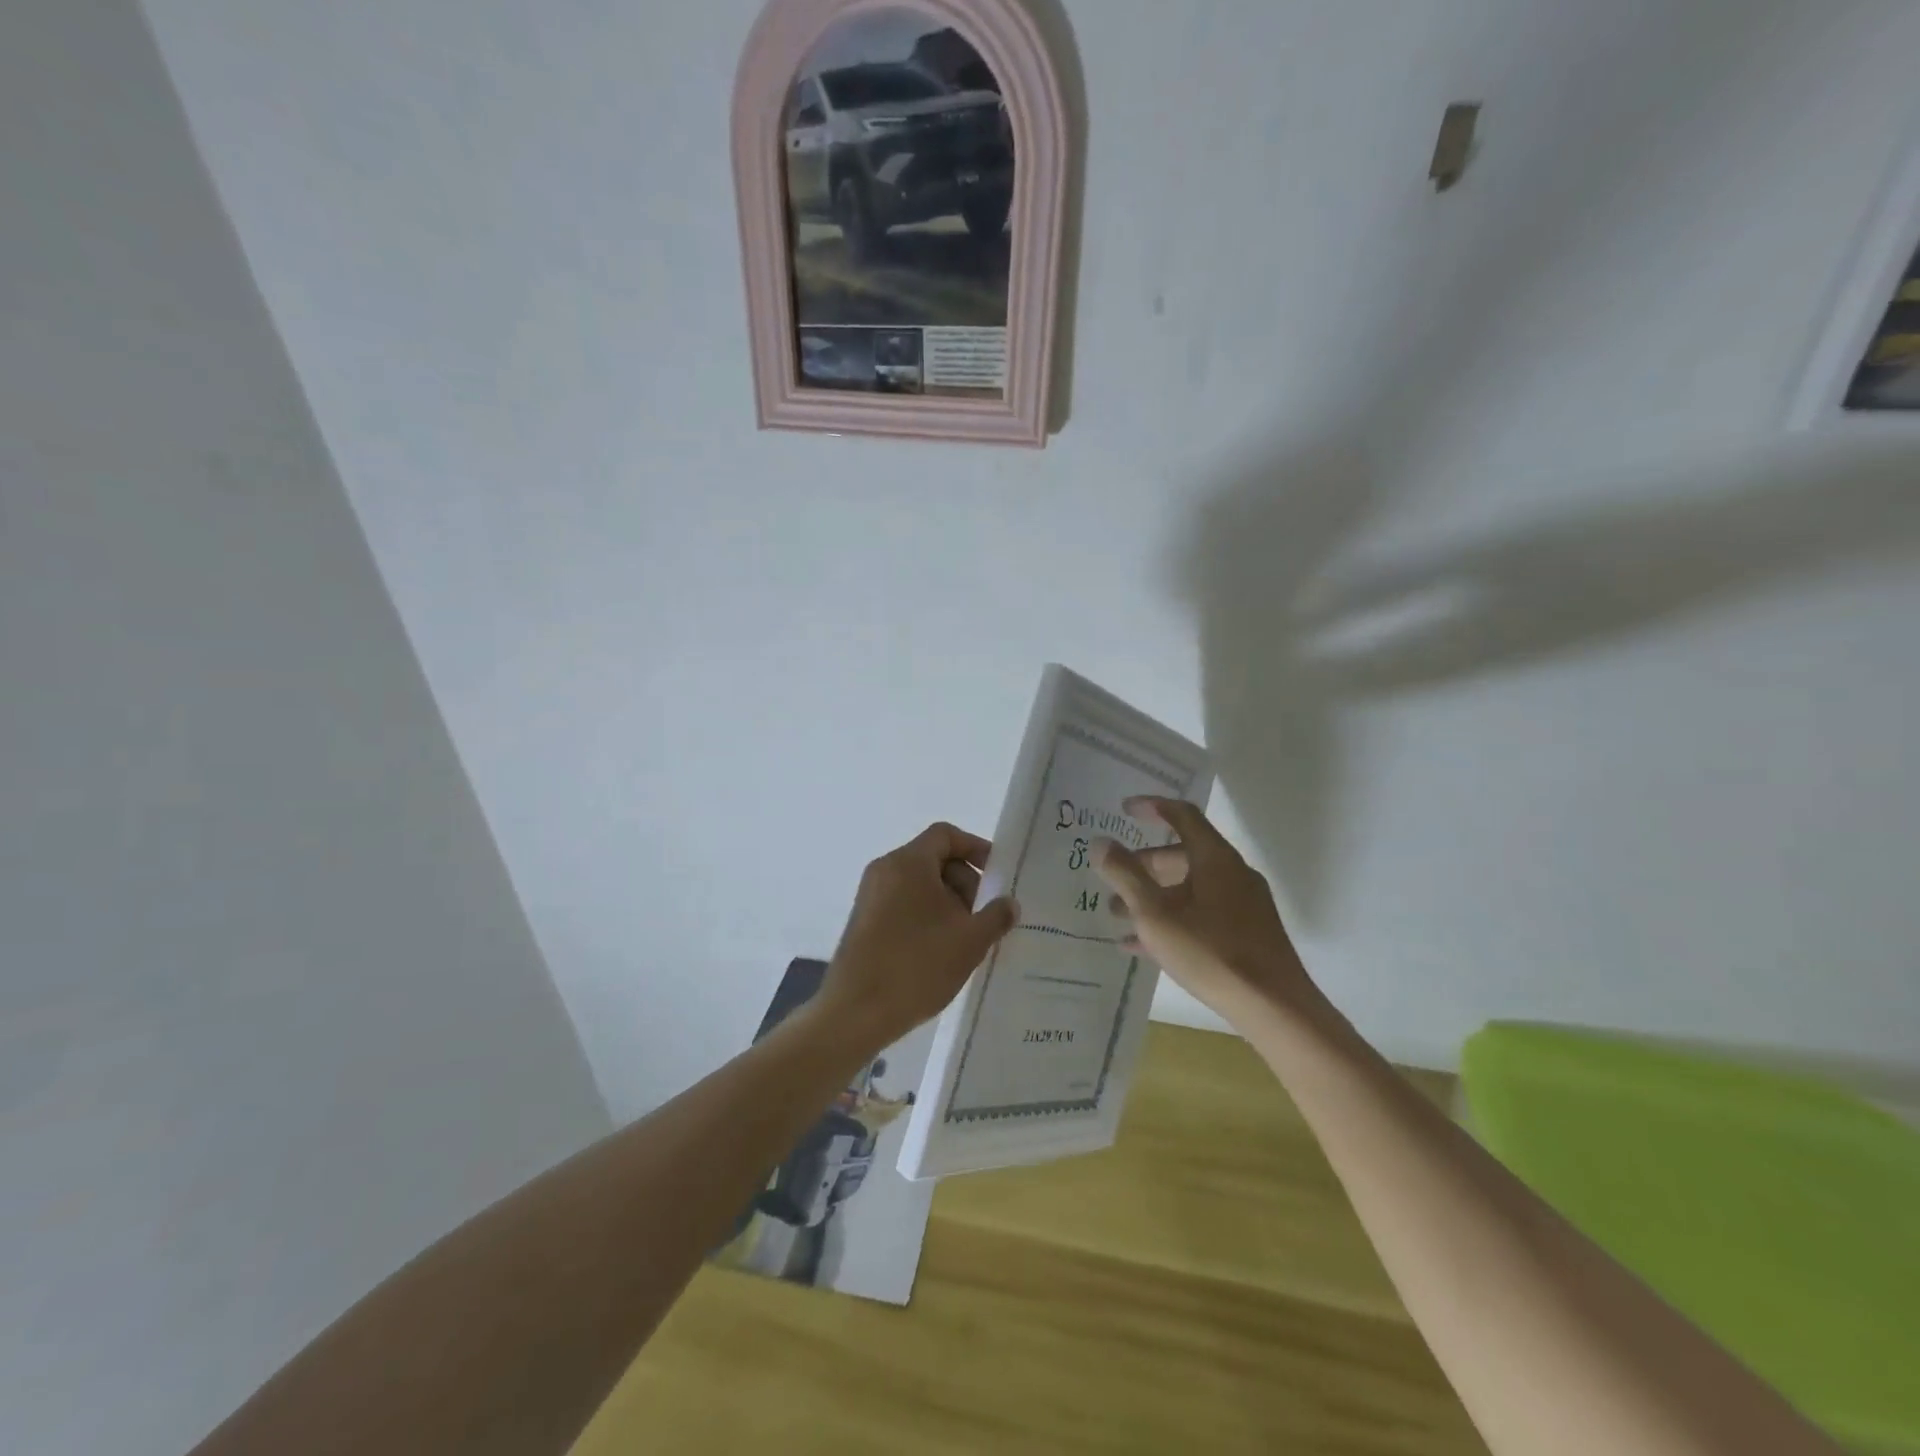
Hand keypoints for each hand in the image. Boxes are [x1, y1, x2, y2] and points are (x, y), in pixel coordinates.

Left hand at [818, 822, 1018, 1050]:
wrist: (855, 1012)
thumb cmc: (916, 966)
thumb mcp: (970, 941)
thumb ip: (996, 916)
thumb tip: (1008, 903)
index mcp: (908, 863)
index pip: (946, 835)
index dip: (976, 848)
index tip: (998, 876)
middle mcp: (885, 870)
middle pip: (934, 859)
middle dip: (966, 882)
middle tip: (984, 917)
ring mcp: (870, 896)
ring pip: (920, 885)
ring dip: (949, 904)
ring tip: (967, 939)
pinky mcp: (864, 921)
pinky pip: (903, 904)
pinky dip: (927, 916)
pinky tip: (942, 951)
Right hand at [1093, 797, 1321, 1026]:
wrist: (1274, 1008)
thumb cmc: (1211, 953)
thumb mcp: (1156, 915)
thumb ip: (1125, 876)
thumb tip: (1101, 843)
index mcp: (1215, 858)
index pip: (1182, 815)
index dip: (1151, 807)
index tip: (1124, 809)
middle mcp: (1232, 873)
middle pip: (1182, 855)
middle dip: (1143, 865)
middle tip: (1112, 879)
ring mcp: (1243, 904)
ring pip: (1189, 888)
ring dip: (1153, 896)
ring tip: (1118, 916)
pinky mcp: (1247, 932)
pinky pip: (1202, 913)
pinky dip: (1172, 918)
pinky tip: (1142, 946)